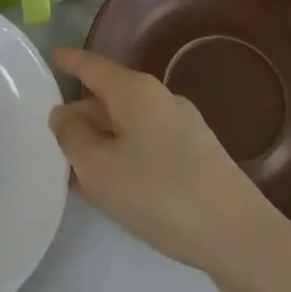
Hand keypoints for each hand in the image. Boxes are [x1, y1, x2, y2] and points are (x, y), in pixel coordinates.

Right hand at [48, 48, 290, 291]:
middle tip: (52, 136)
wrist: (238, 236)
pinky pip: (146, 146)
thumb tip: (64, 114)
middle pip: (110, 97)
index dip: (71, 61)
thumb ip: (72, 136)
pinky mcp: (196, 157)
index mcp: (135, 91)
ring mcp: (183, 128)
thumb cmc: (159, 194)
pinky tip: (111, 188)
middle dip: (82, 114)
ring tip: (73, 169)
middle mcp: (160, 99)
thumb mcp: (98, 167)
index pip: (93, 65)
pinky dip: (122, 157)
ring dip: (101, 142)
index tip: (52, 55)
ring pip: (128, 125)